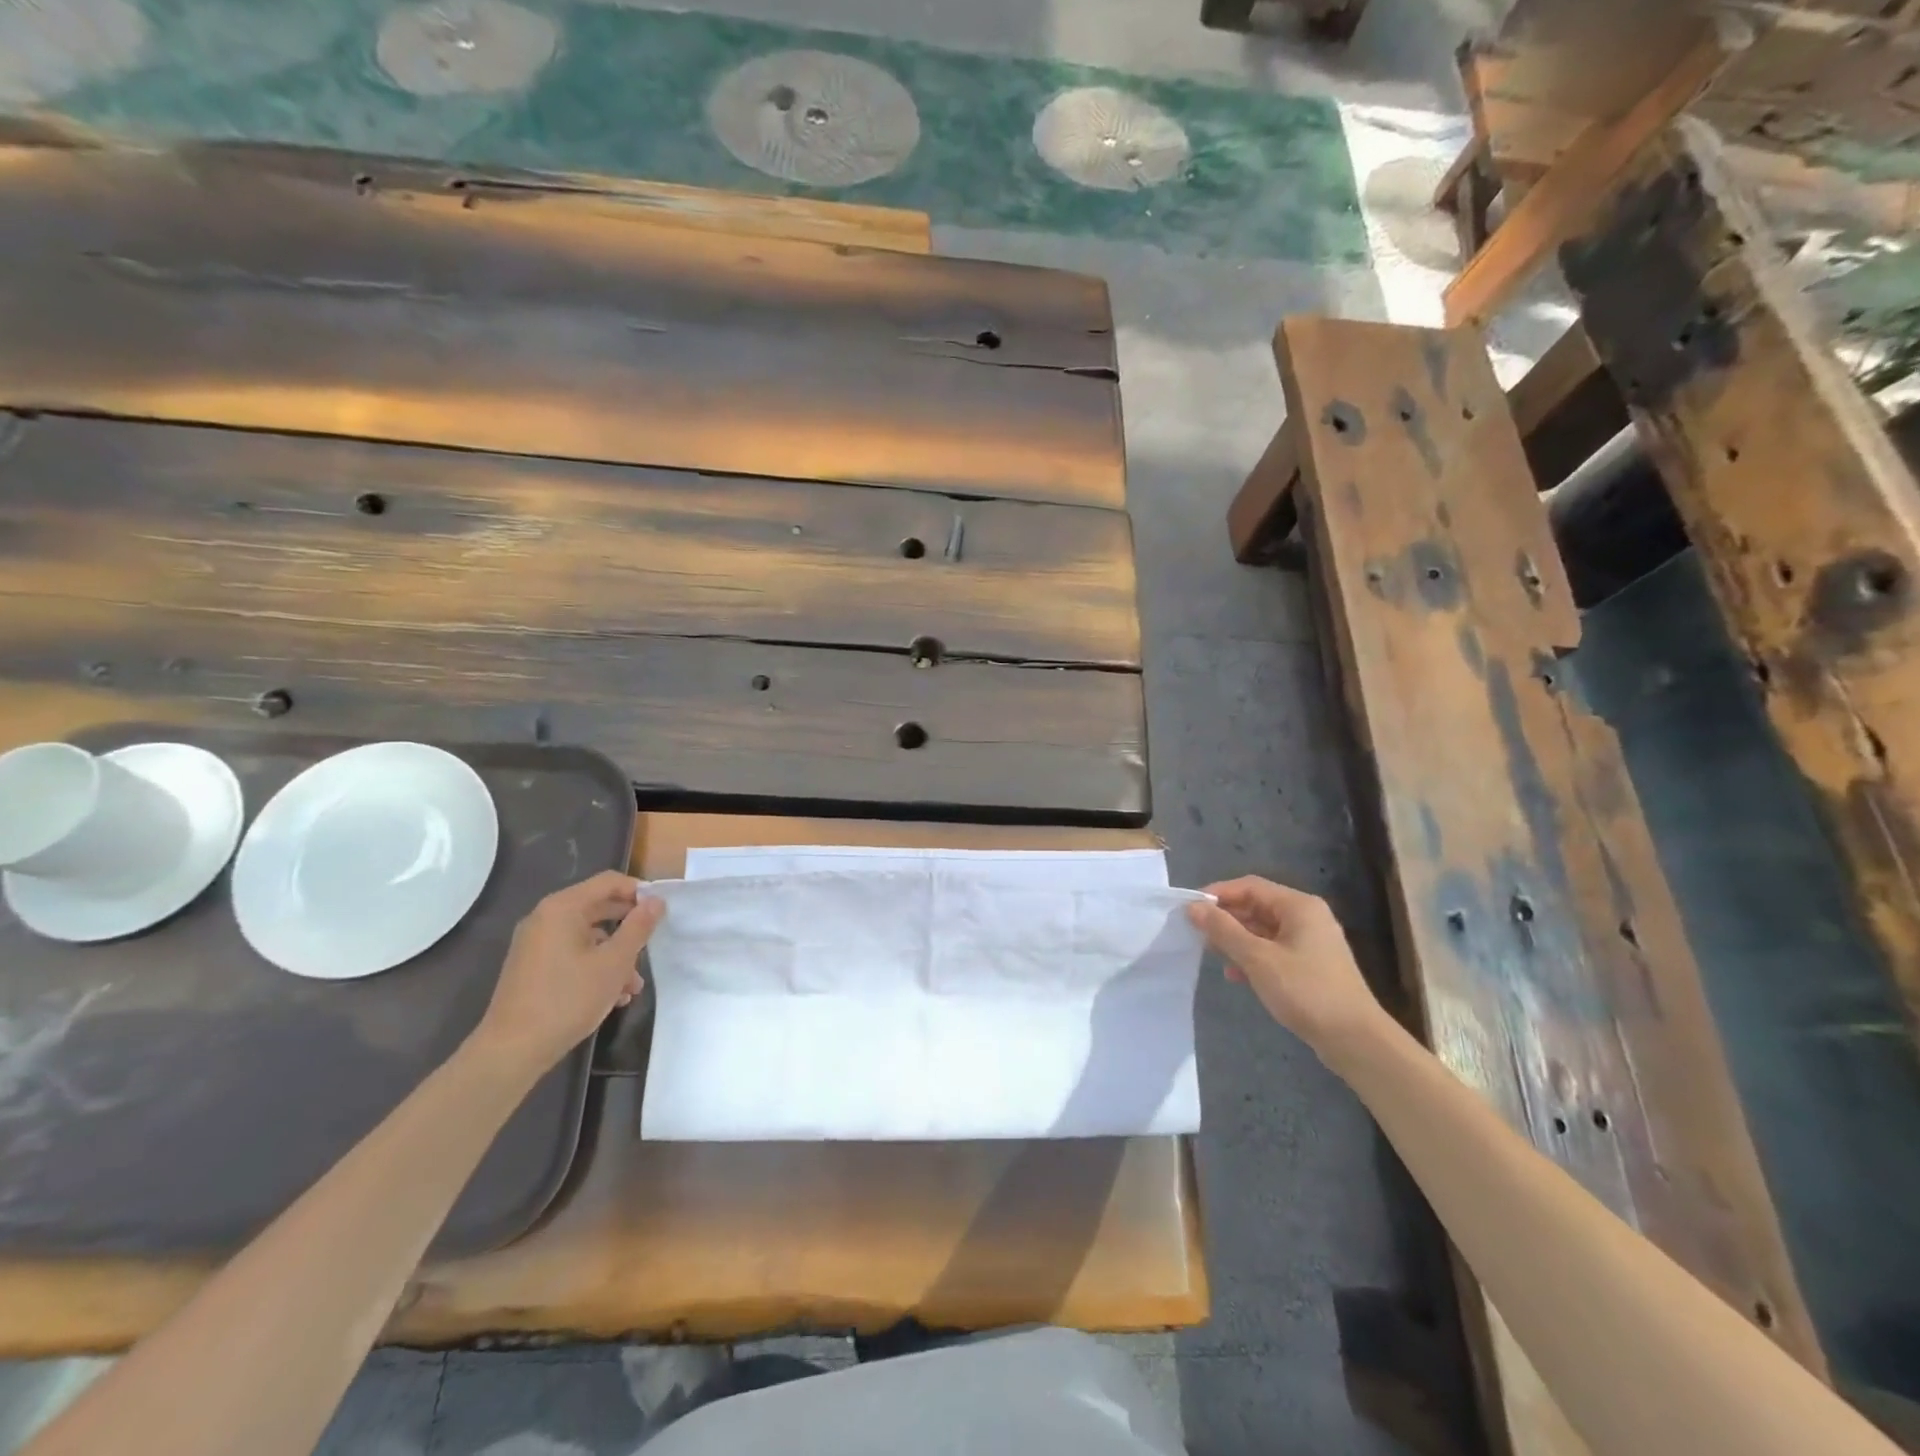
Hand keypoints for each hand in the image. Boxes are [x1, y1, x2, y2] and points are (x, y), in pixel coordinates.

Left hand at [468, 871, 664, 1079]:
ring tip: (633, 986)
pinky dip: (594, 966)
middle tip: (652, 945)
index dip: (638, 891)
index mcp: (563, 908)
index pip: (609, 882)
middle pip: (598, 907)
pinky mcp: (532, 967)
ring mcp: (535, 944)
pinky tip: (612, 996)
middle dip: (628, 927)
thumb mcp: (614, 963)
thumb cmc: (568, 999)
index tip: (661, 912)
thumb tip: (656, 901)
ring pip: (587, 936)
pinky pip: (572, 954)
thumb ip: (638, 927)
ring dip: (615, 954)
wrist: (512, 1050)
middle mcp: (545, 918)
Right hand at [1187, 876, 1386, 1057]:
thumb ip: (1224, 930)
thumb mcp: (1258, 959)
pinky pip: (1273, 950)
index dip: (1217, 894)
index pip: (1249, 886)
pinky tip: (1236, 976)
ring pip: (1263, 930)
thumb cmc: (1306, 991)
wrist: (1355, 1040)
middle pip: (1257, 906)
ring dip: (1236, 940)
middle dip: (1226, 919)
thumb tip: (1193, 907)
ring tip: (1213, 955)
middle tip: (1197, 933)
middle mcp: (1307, 917)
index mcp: (1298, 906)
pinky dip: (1252, 957)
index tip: (1190, 909)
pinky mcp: (1311, 966)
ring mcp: (1311, 942)